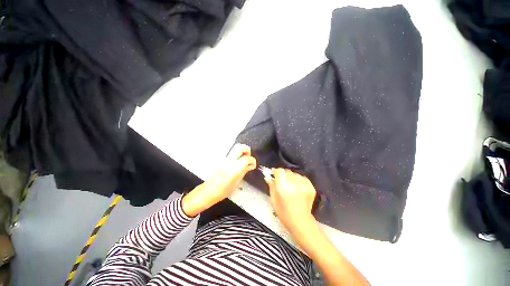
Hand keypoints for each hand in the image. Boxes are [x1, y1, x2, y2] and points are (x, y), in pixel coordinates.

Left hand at [182, 144, 256, 216]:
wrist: (209, 191)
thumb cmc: (224, 190)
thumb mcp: (238, 182)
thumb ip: (245, 171)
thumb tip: (251, 165)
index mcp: (235, 168)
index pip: (247, 158)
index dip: (252, 160)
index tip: (253, 165)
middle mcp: (229, 161)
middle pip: (240, 147)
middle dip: (247, 150)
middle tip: (248, 157)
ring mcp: (224, 159)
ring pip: (235, 148)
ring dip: (241, 152)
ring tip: (243, 160)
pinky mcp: (221, 159)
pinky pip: (231, 154)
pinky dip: (236, 155)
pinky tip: (236, 163)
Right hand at [265, 169, 316, 233]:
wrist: (300, 221)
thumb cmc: (283, 212)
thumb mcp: (273, 199)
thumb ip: (271, 186)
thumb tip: (268, 177)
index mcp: (283, 187)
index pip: (279, 171)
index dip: (276, 171)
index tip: (274, 174)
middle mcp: (294, 184)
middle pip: (287, 171)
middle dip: (283, 175)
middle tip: (282, 182)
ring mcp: (304, 185)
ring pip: (295, 174)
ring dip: (291, 177)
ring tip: (290, 186)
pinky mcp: (311, 187)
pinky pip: (303, 178)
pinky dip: (299, 180)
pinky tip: (297, 188)